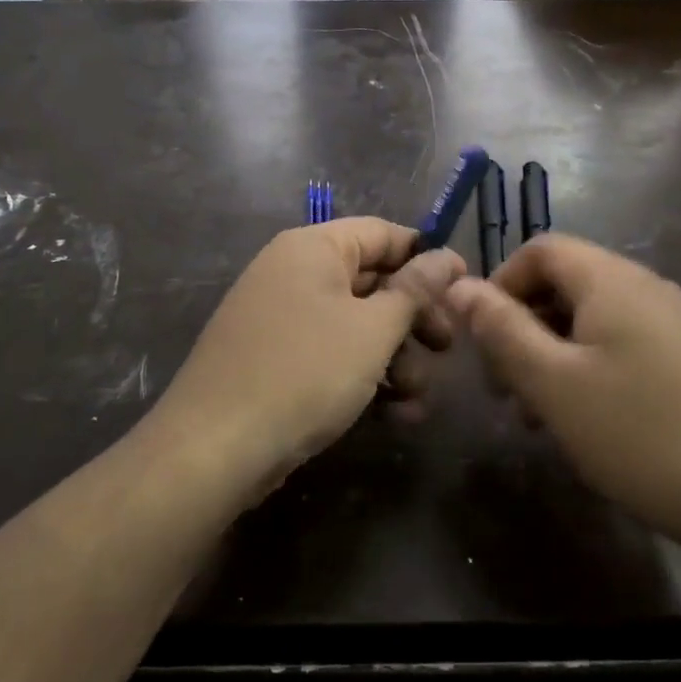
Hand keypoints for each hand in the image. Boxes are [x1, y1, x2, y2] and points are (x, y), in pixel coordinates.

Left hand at [153, 220, 463, 490]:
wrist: (215, 447)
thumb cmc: (305, 372)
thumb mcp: (372, 329)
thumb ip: (414, 290)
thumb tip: (447, 256)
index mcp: (312, 248)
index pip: (382, 233)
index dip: (426, 257)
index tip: (464, 287)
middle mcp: (293, 273)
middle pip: (371, 281)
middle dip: (414, 319)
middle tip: (446, 349)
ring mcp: (281, 318)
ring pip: (355, 325)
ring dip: (395, 358)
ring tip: (417, 399)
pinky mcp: (275, 360)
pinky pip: (331, 354)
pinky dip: (363, 376)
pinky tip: (394, 414)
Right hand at [447, 235, 680, 592]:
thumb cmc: (639, 435)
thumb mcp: (553, 384)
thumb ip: (501, 329)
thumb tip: (459, 286)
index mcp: (613, 281)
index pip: (541, 249)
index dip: (500, 284)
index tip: (482, 339)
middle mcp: (648, 287)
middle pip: (566, 284)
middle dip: (522, 326)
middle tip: (503, 388)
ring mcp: (677, 322)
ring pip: (593, 319)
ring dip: (552, 353)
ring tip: (537, 414)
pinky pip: (625, 343)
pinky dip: (589, 367)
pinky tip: (586, 419)